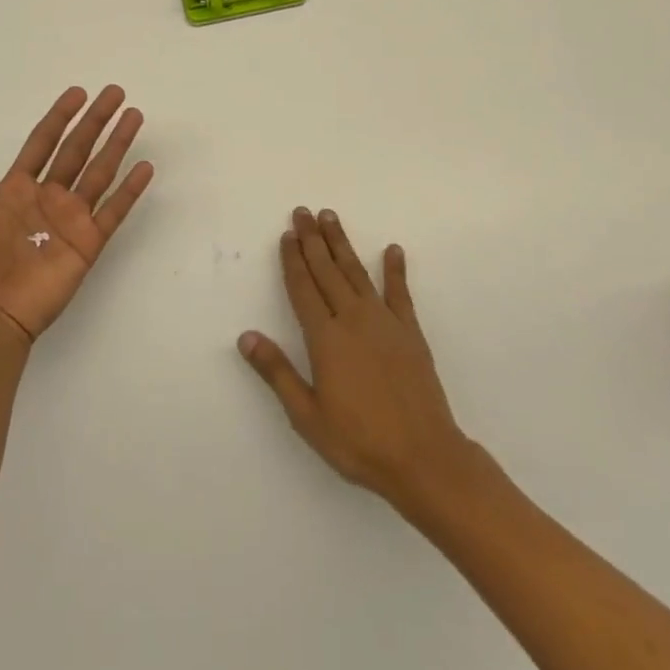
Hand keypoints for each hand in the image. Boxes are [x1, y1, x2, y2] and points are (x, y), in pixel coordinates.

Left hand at [0, 85, 153, 343]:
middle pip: (77, 149)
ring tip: (134, 115)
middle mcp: (46, 200)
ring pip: (99, 172)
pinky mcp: (86, 245)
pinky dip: (130, 190)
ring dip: (117, 144)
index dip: (60, 117)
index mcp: (14, 191)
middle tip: (115, 92)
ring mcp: (69, 221)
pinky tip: (145, 166)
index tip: (77, 93)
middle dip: (96, 120)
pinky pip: (113, 211)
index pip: (42, 143)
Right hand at [240, 208, 486, 512]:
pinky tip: (393, 250)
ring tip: (330, 217)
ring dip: (342, 243)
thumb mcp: (307, 415)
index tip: (287, 234)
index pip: (303, 288)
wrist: (424, 459)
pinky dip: (395, 270)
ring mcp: (384, 322)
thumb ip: (277, 372)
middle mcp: (352, 319)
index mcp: (325, 338)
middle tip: (303, 211)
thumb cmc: (359, 442)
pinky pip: (399, 293)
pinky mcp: (410, 332)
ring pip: (356, 272)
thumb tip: (245, 337)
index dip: (292, 260)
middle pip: (326, 270)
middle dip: (312, 239)